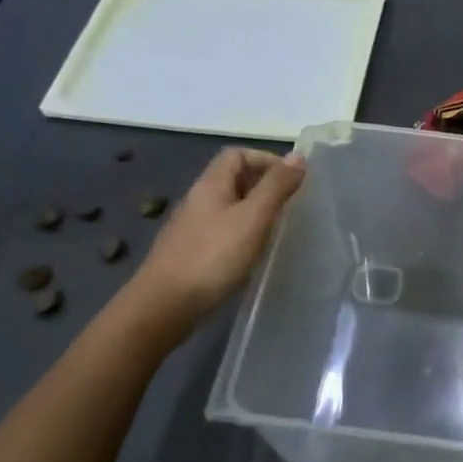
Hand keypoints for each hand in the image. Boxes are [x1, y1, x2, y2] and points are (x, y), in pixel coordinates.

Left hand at [132, 147, 305, 317]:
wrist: (163, 307)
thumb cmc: (212, 258)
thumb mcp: (252, 219)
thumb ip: (276, 187)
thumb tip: (299, 155)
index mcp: (210, 185)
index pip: (236, 154)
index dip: (265, 159)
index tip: (291, 180)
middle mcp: (198, 200)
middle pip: (232, 179)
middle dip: (263, 185)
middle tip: (290, 204)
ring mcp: (191, 228)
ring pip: (228, 207)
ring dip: (254, 211)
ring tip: (277, 229)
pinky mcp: (191, 253)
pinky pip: (222, 231)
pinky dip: (242, 234)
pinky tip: (253, 253)